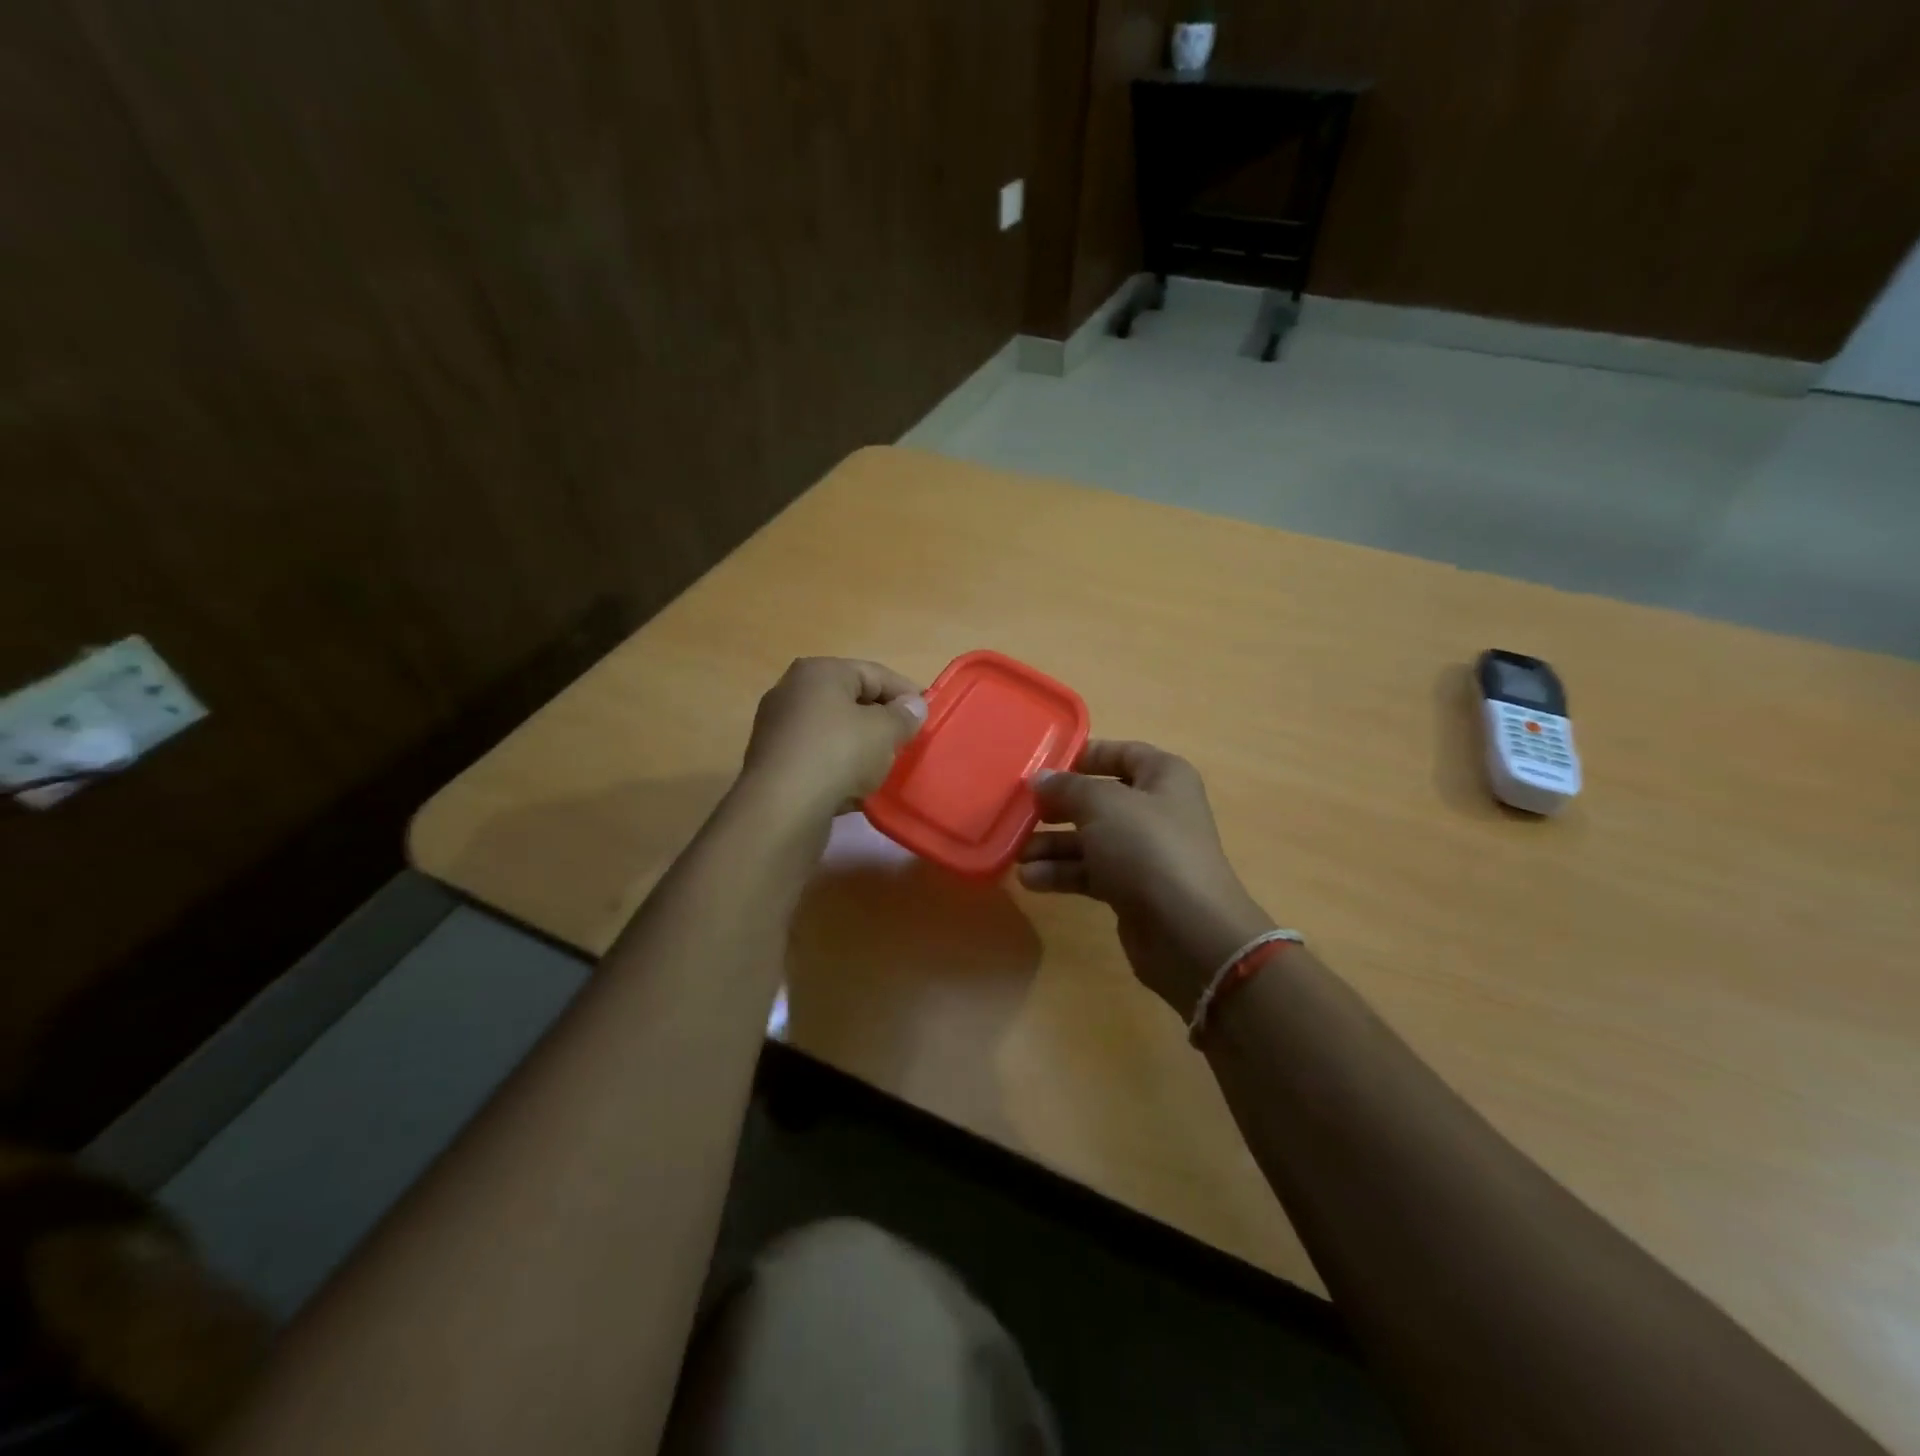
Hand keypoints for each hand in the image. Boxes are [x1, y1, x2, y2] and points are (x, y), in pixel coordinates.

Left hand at [740, 657, 926, 819]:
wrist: (782, 807)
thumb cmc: (839, 753)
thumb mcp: (884, 731)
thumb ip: (904, 715)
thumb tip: (914, 705)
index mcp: (819, 671)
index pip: (875, 673)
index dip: (905, 693)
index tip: (928, 716)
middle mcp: (792, 690)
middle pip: (850, 700)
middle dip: (881, 720)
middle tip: (906, 742)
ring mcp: (778, 726)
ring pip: (833, 730)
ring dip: (860, 746)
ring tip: (883, 767)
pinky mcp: (773, 761)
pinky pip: (817, 756)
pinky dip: (837, 766)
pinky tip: (854, 788)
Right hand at [1019, 741, 1274, 1016]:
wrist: (1187, 931)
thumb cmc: (1147, 848)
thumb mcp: (1102, 805)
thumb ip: (1067, 788)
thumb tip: (1041, 779)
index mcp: (1163, 777)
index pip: (1121, 753)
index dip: (1082, 756)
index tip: (1042, 766)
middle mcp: (1156, 810)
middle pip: (1098, 800)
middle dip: (1058, 807)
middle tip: (1021, 811)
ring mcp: (1145, 852)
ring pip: (1090, 839)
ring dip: (1053, 845)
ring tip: (1017, 854)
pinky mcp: (1132, 889)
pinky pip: (1091, 872)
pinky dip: (1062, 873)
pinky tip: (1030, 879)